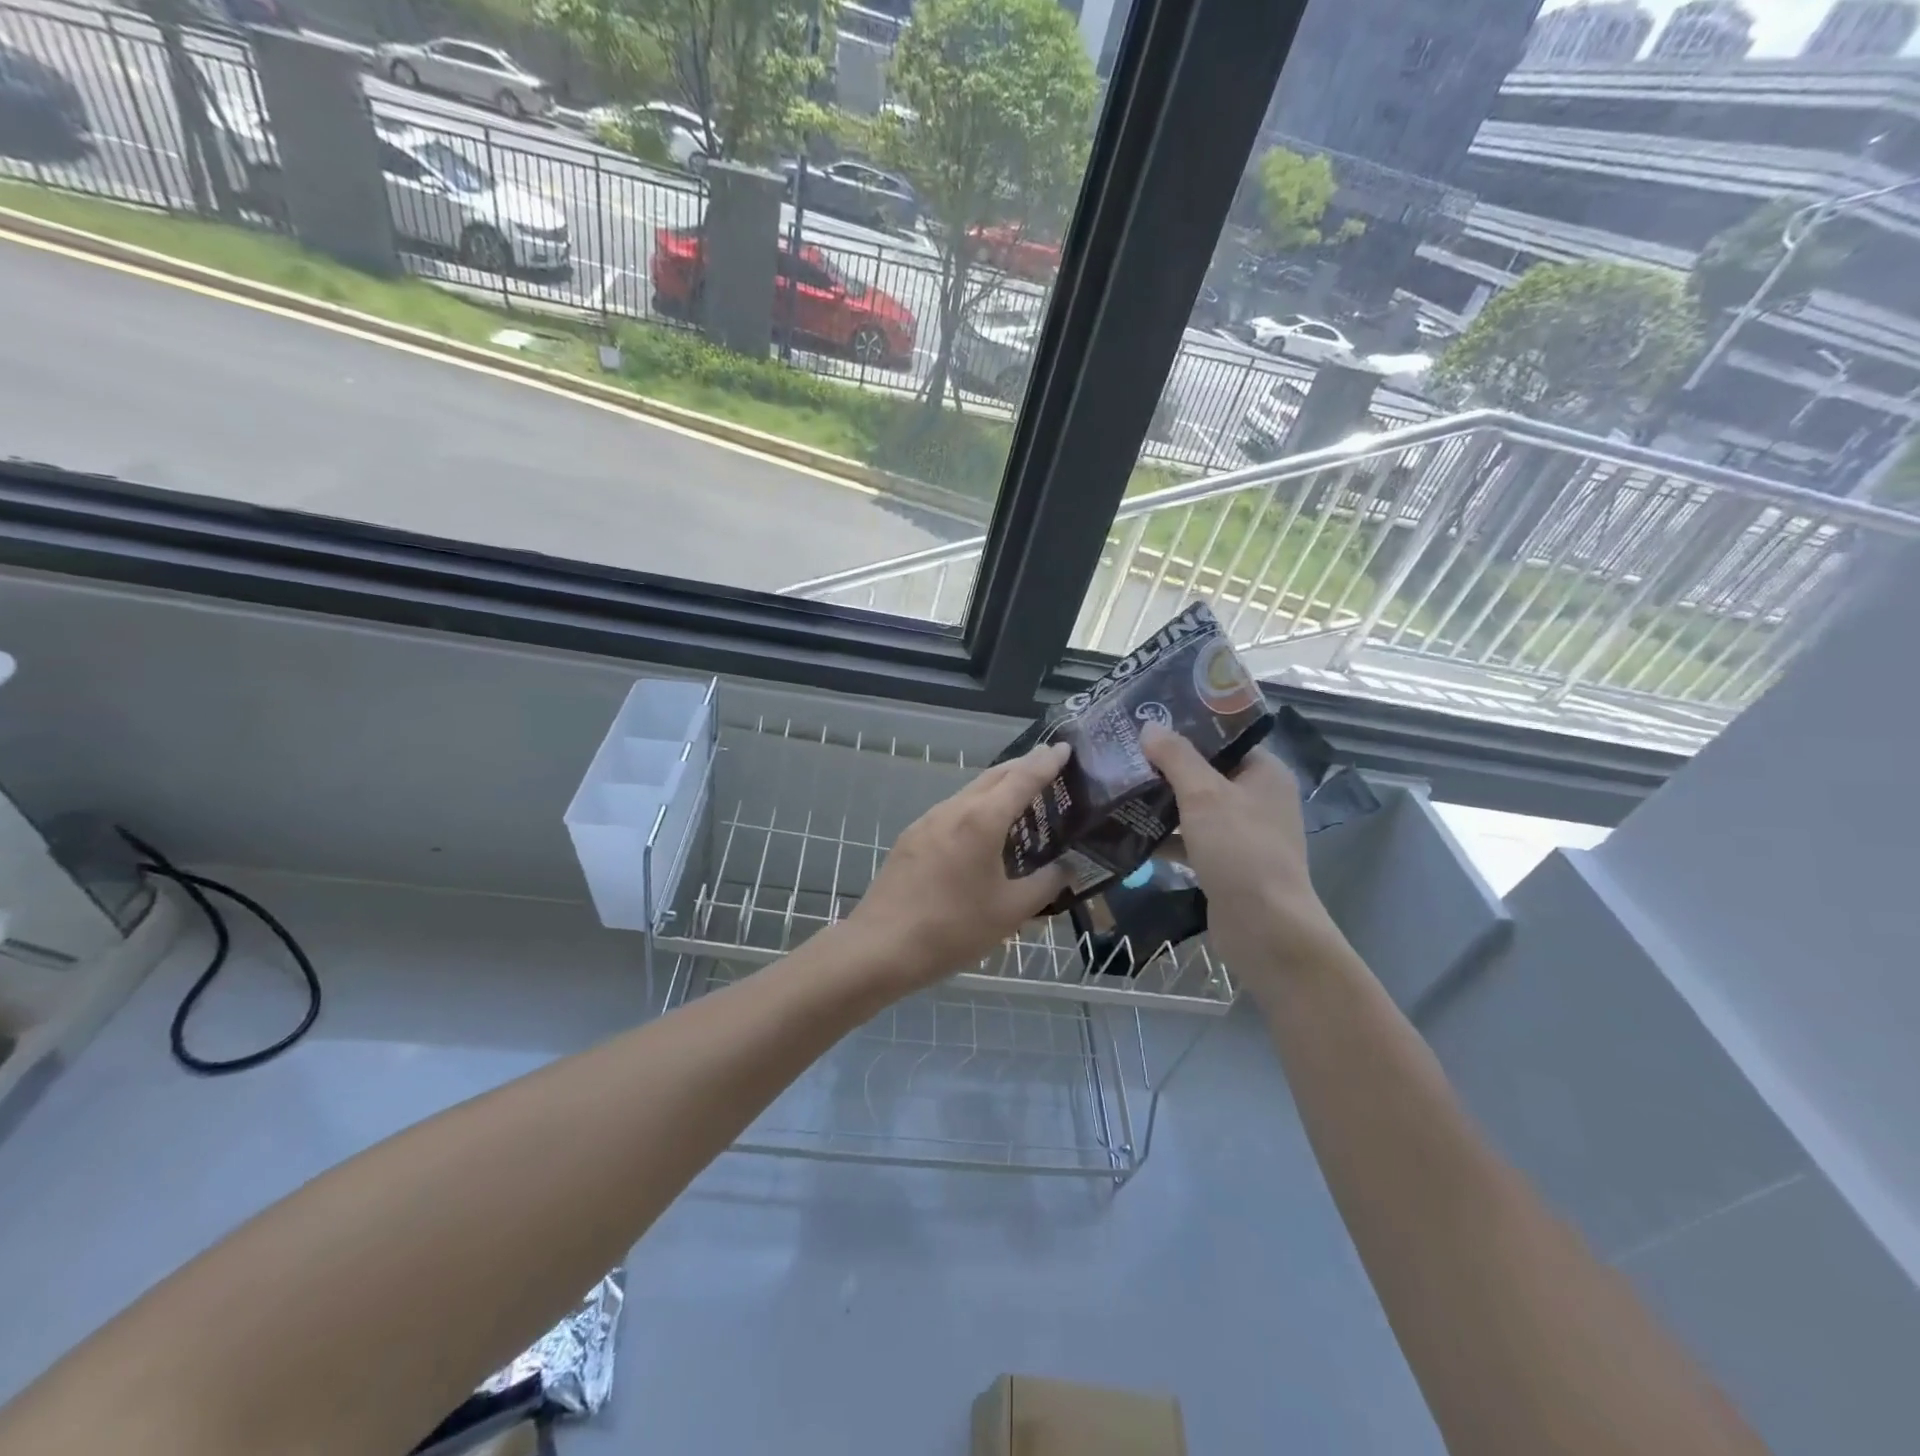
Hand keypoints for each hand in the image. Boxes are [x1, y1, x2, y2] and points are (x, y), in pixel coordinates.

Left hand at [847, 742, 1072, 990]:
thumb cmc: (952, 928)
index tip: (1065, 748)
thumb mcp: (1010, 912)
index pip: (1022, 778)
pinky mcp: (911, 838)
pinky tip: (982, 832)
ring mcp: (927, 821)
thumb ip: (1045, 885)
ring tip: (1021, 800)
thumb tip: (1067, 868)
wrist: (880, 946)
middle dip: (1023, 767)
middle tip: (1049, 767)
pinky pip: (952, 812)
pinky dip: (976, 809)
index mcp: (982, 820)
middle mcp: (953, 809)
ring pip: (970, 793)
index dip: (1046, 762)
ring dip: (997, 788)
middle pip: (994, 776)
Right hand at [1140, 725, 1346, 987]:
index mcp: (1264, 773)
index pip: (1223, 738)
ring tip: (1117, 785)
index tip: (1146, 720)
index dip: (1187, 728)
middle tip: (1122, 752)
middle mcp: (1256, 798)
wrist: (1265, 929)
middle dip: (1165, 765)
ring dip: (1160, 800)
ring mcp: (1240, 833)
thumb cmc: (1240, 851)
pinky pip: (1189, 838)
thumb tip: (1151, 726)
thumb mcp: (1205, 796)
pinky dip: (1164, 835)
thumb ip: (1176, 758)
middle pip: (1205, 771)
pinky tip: (1126, 829)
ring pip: (1194, 806)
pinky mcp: (1224, 862)